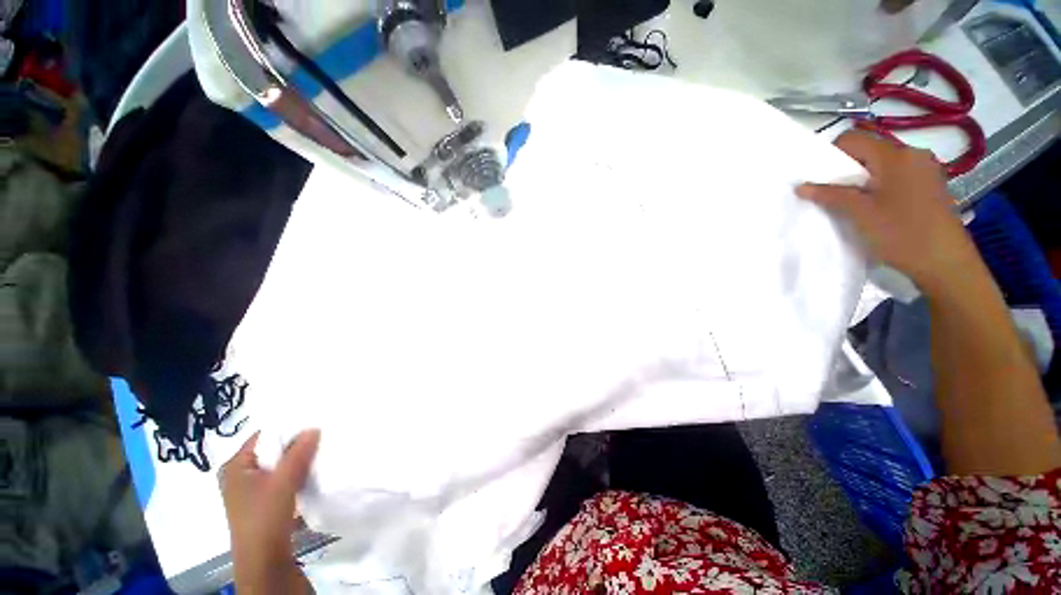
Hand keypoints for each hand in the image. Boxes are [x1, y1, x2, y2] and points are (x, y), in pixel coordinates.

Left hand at [220, 429, 319, 593]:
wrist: (264, 559)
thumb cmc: (265, 517)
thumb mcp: (284, 481)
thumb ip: (298, 453)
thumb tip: (314, 428)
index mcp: (234, 466)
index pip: (262, 436)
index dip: (287, 429)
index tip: (312, 423)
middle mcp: (238, 475)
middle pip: (270, 450)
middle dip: (294, 445)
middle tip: (319, 436)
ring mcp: (249, 490)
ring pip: (277, 465)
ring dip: (296, 460)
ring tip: (318, 452)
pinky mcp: (261, 501)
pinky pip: (280, 478)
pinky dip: (294, 473)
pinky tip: (310, 472)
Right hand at [796, 130, 977, 293]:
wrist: (945, 262)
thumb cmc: (901, 233)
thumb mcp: (860, 214)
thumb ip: (831, 195)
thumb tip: (801, 186)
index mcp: (895, 155)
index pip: (852, 139)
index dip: (830, 155)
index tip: (820, 179)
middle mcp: (912, 154)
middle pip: (868, 150)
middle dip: (846, 169)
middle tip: (834, 194)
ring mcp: (924, 169)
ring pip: (882, 163)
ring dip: (863, 178)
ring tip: (855, 203)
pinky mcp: (930, 184)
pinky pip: (896, 174)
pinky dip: (880, 185)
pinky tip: (877, 206)